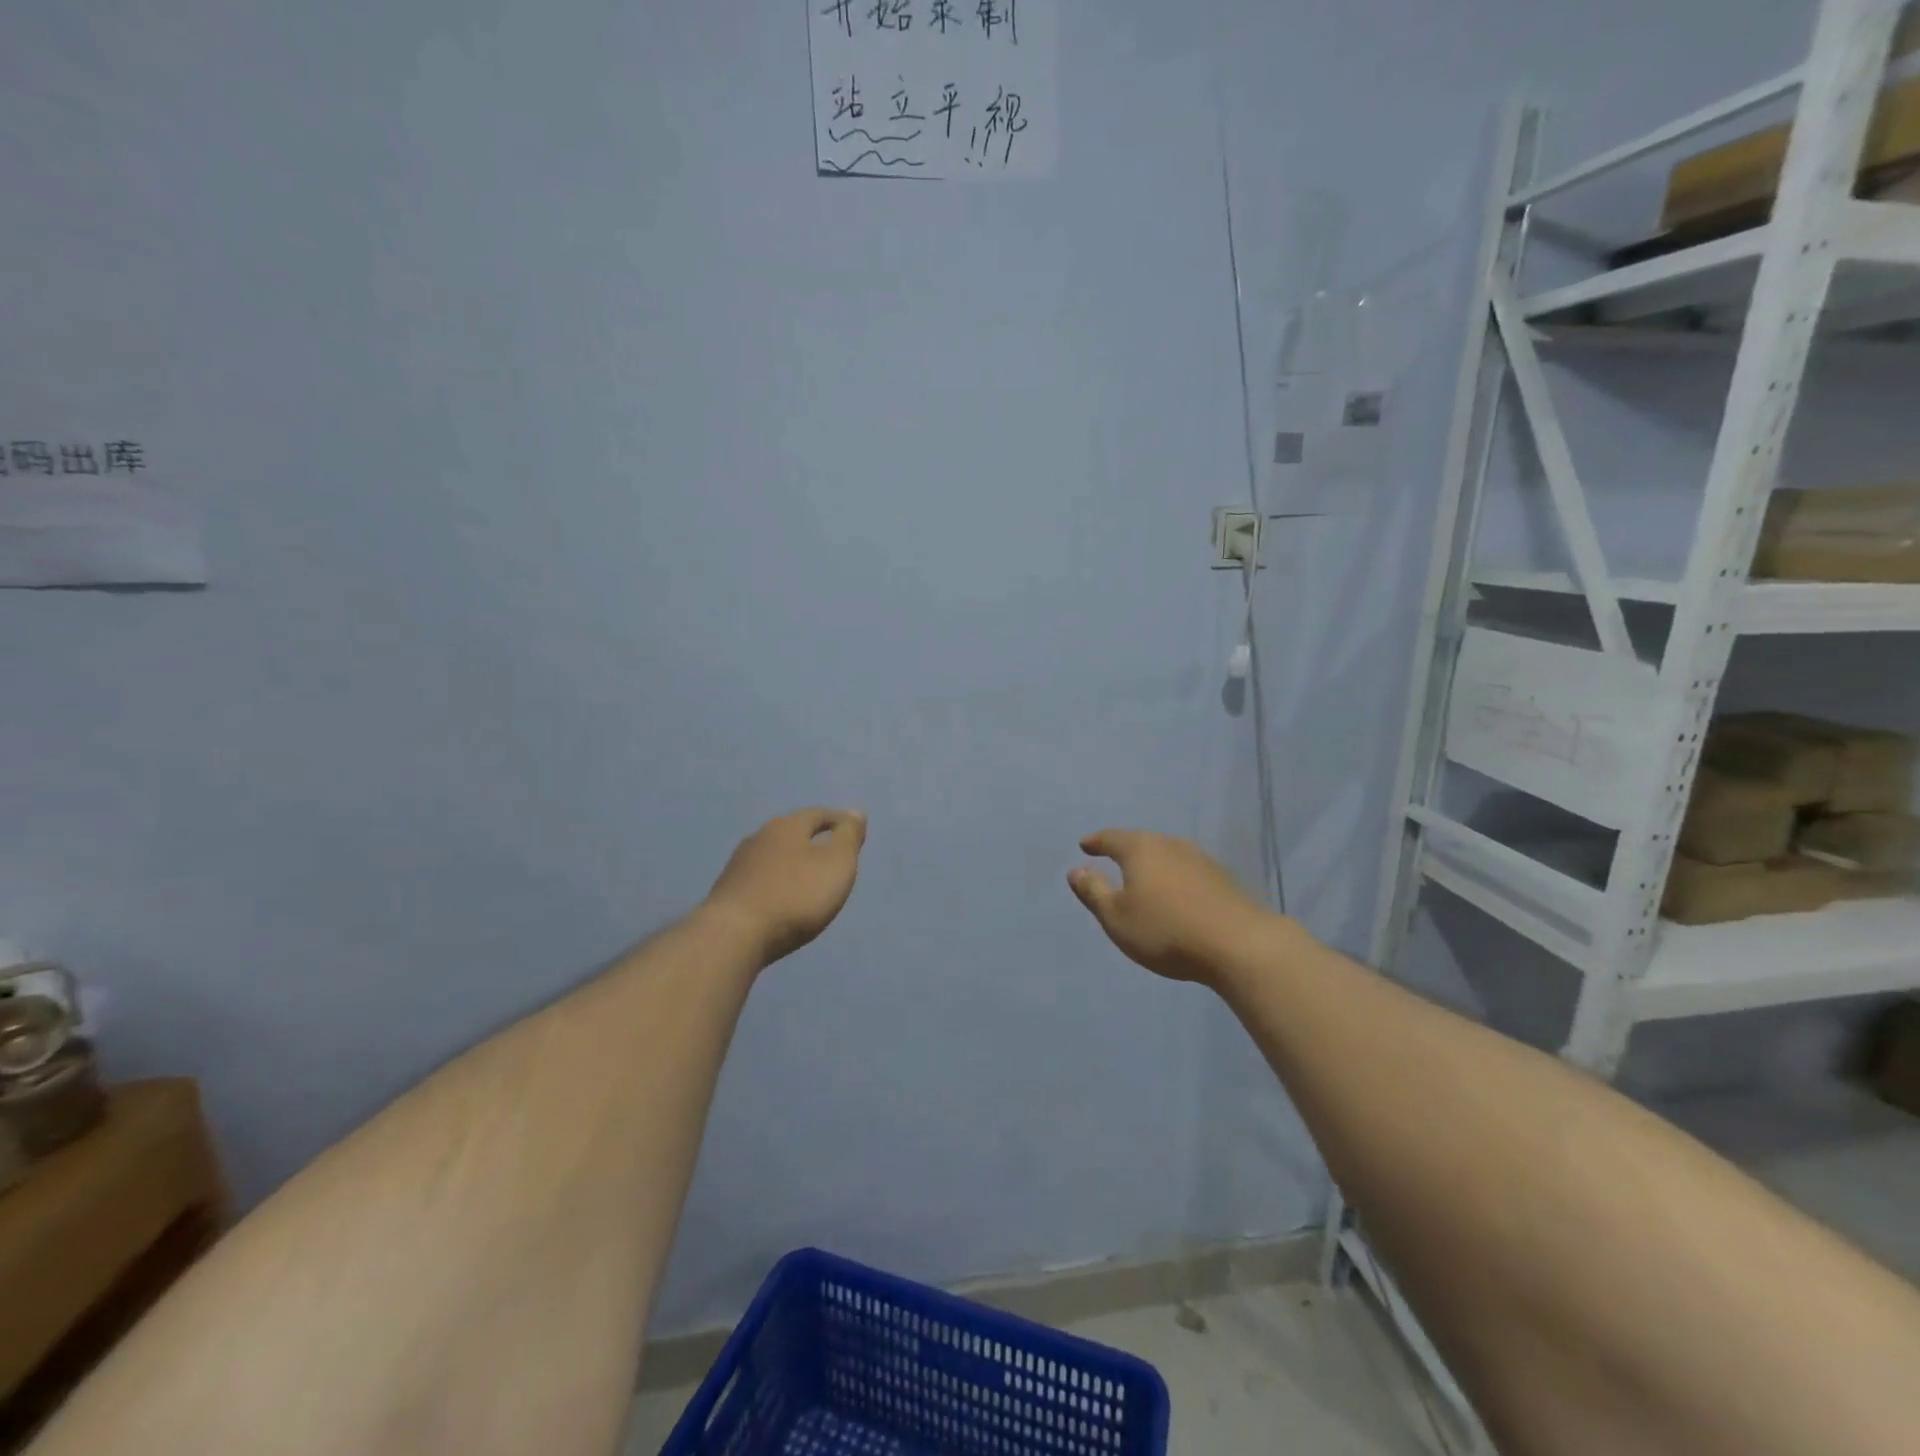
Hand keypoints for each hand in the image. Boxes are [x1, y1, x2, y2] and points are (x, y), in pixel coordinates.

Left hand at [703, 808, 867, 966]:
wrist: (734, 935)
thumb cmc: (796, 895)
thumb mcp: (836, 863)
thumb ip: (848, 836)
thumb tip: (855, 812)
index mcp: (788, 826)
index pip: (818, 814)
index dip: (839, 821)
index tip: (854, 832)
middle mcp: (760, 837)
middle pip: (792, 832)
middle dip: (812, 839)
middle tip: (831, 854)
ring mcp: (739, 864)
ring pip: (773, 855)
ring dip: (791, 862)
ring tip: (807, 878)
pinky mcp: (727, 891)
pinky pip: (759, 879)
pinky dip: (775, 882)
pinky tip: (781, 898)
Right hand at [1067, 830, 1270, 986]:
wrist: (1240, 945)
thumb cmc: (1166, 930)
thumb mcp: (1117, 917)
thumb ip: (1094, 892)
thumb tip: (1076, 870)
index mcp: (1141, 849)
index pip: (1111, 838)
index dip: (1096, 842)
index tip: (1084, 845)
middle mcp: (1170, 845)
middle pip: (1142, 841)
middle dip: (1125, 849)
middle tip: (1112, 857)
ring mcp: (1201, 860)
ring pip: (1167, 854)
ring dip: (1153, 863)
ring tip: (1143, 876)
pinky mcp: (1223, 878)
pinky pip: (1187, 870)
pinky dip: (1174, 876)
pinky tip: (1176, 892)